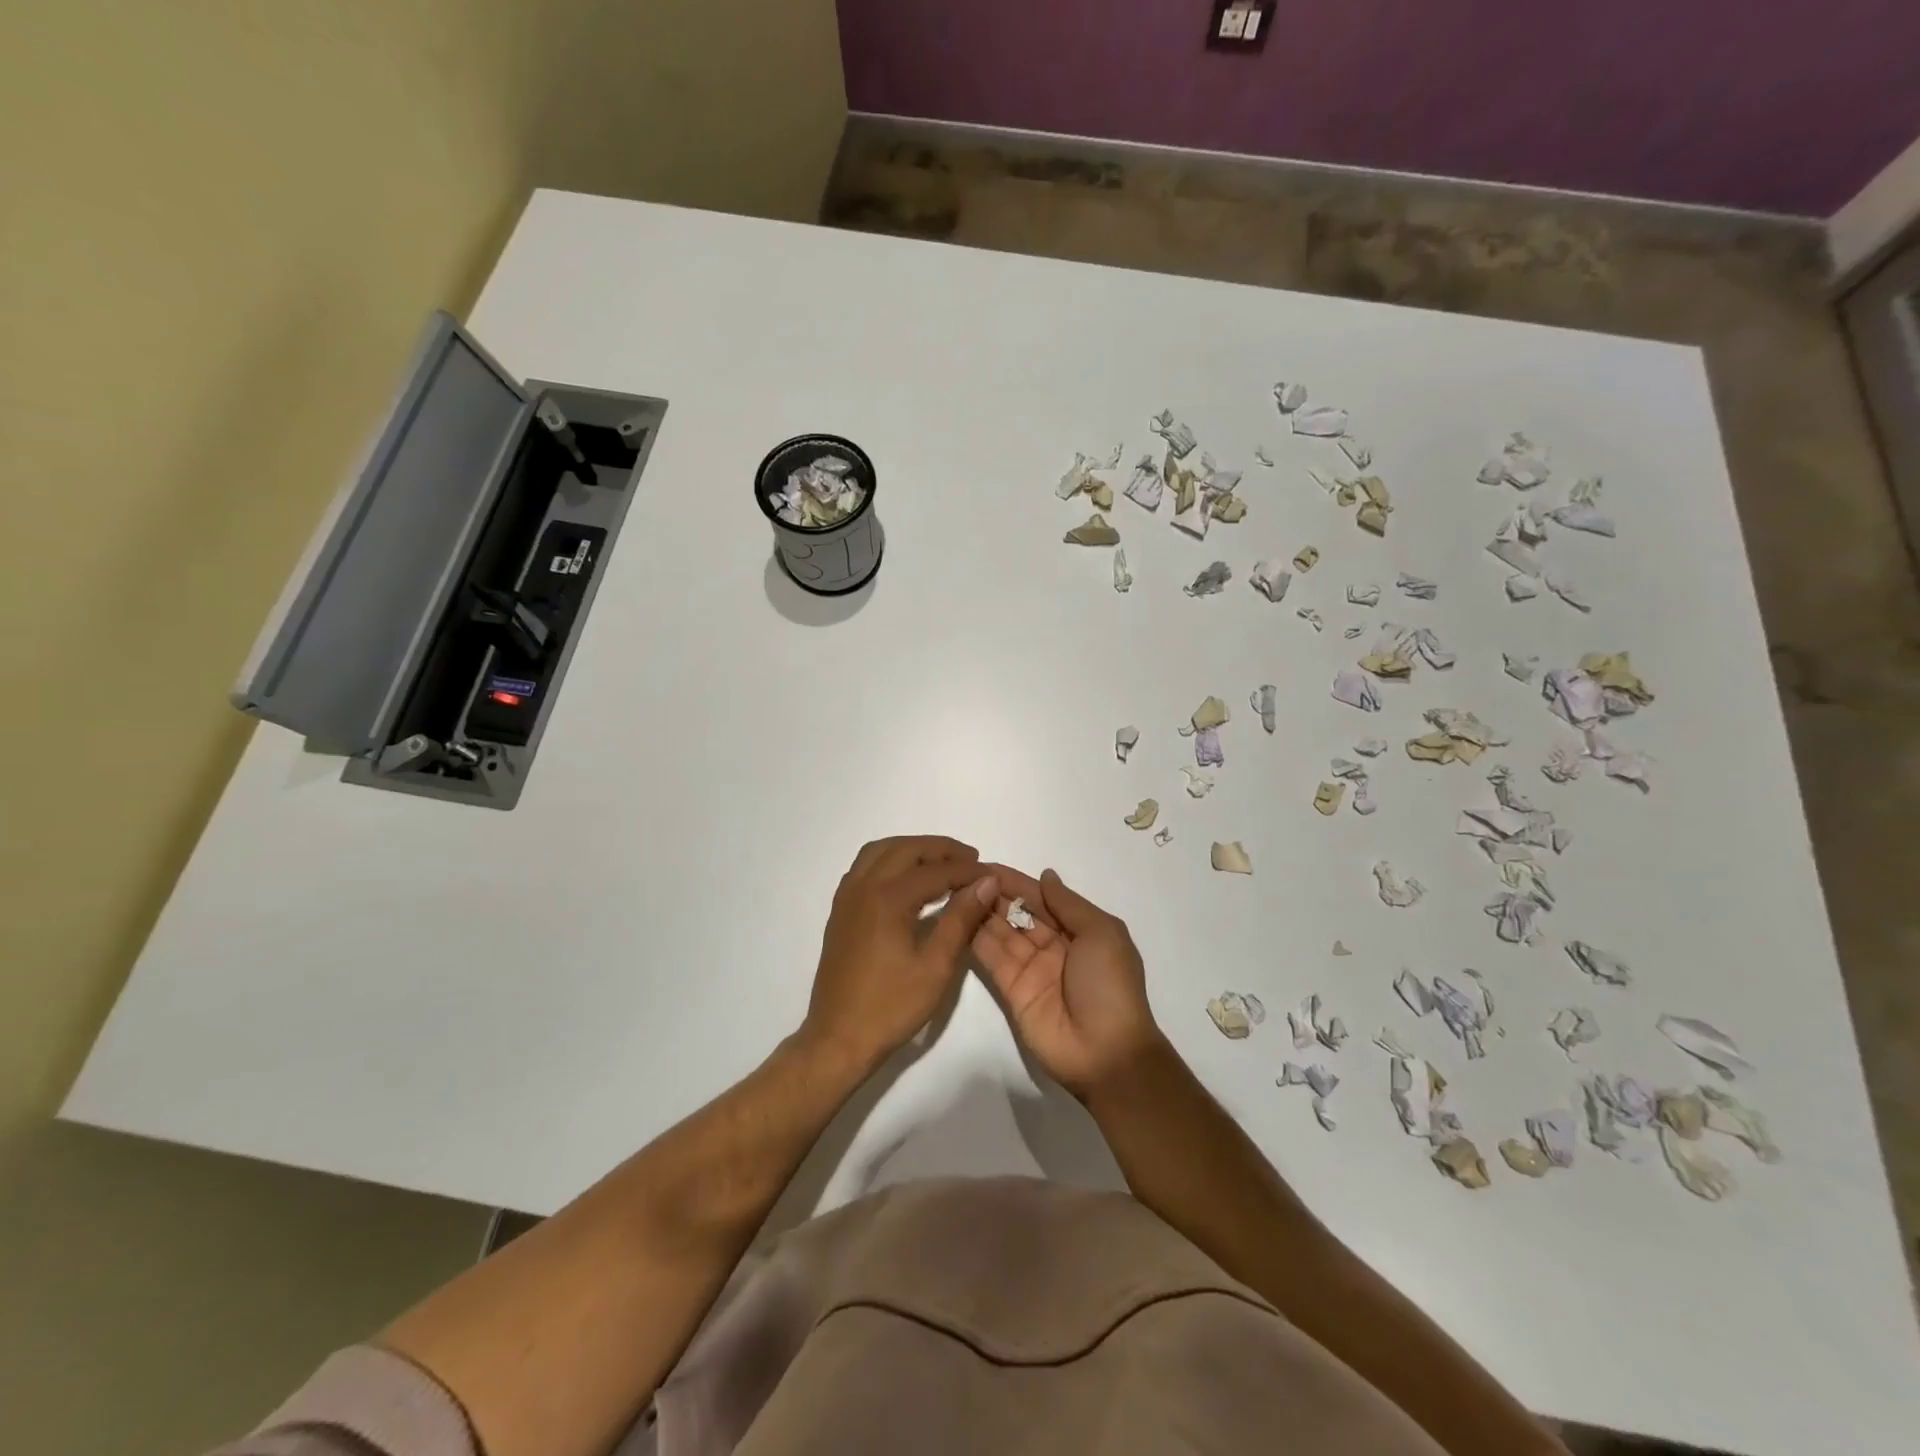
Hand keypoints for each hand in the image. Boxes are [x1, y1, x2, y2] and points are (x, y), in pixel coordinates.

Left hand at [802, 836, 998, 1073]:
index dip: (967, 870)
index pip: (936, 871)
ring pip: (881, 851)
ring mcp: (847, 897)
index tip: (991, 874)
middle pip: (906, 849)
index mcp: (887, 898)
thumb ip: (961, 918)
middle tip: (971, 860)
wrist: (838, 1039)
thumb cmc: (891, 1006)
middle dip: (941, 849)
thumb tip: (985, 881)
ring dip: (912, 849)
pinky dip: (890, 860)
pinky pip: (865, 866)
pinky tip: (906, 878)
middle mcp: (863, 886)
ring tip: (941, 863)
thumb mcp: (936, 965)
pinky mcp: (840, 910)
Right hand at [971, 867, 1164, 1098]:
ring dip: (981, 912)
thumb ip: (1070, 904)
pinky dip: (975, 939)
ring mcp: (1031, 969)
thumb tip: (1046, 876)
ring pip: (1001, 932)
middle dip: (994, 894)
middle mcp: (1053, 946)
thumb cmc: (1110, 986)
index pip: (1041, 898)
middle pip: (1018, 913)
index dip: (1016, 881)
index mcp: (1079, 931)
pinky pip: (992, 959)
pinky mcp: (1011, 991)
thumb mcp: (1102, 934)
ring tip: (954, 890)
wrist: (1106, 1053)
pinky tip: (956, 918)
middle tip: (962, 875)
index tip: (985, 864)